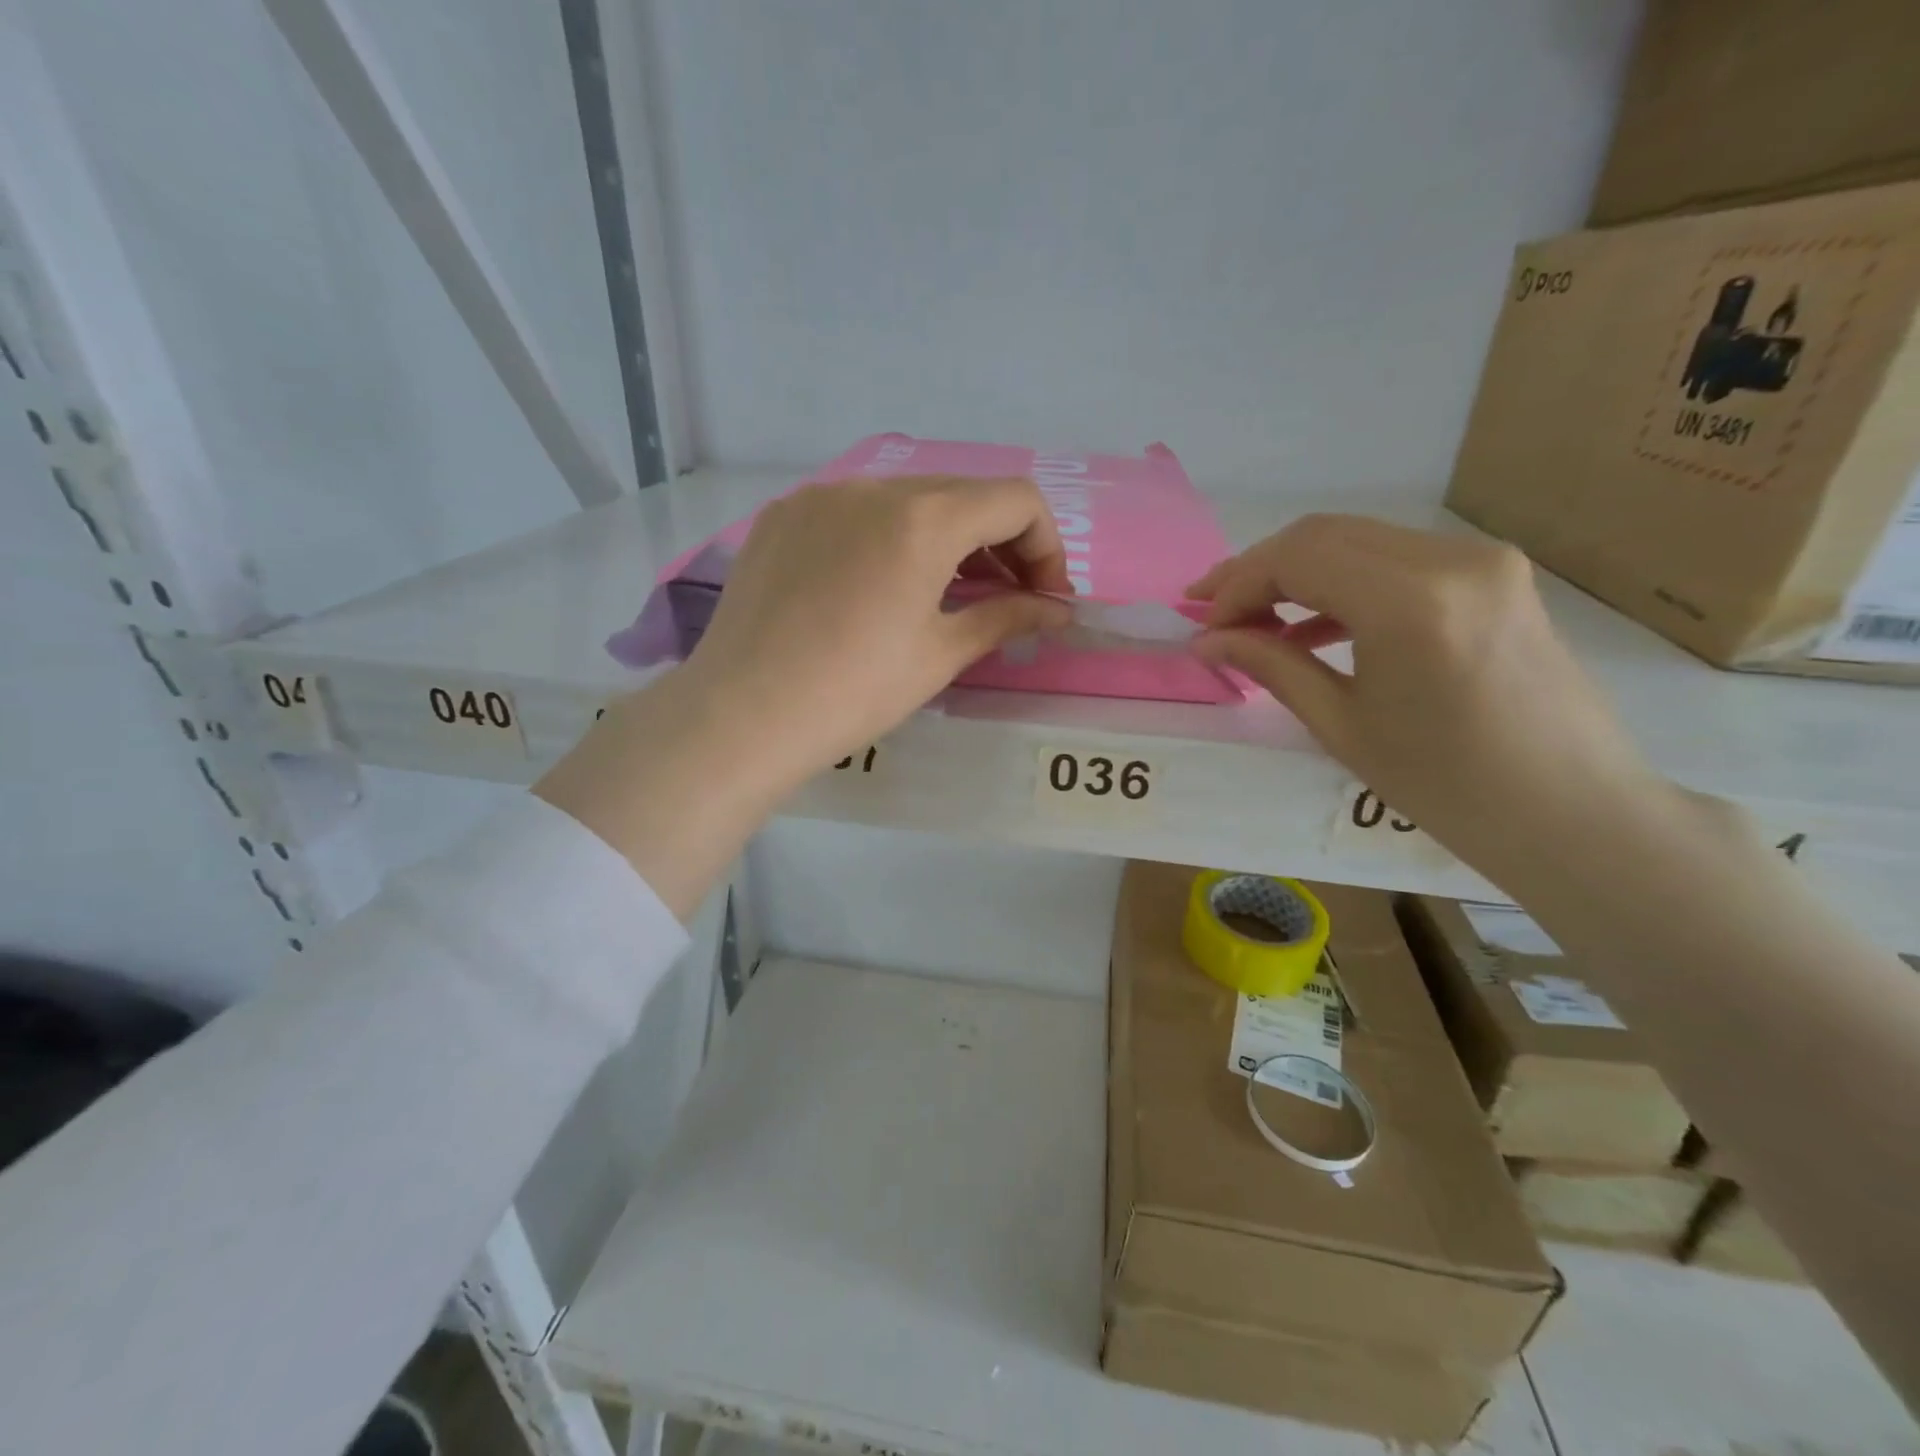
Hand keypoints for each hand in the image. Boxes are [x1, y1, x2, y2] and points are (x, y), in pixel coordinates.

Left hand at [686, 474, 1072, 778]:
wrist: (743, 713)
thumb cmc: (855, 690)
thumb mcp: (940, 655)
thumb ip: (1007, 618)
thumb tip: (1058, 611)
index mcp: (923, 518)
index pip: (1016, 501)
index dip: (1046, 546)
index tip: (1043, 597)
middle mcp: (873, 486)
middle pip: (963, 494)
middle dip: (1000, 542)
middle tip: (1005, 597)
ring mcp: (820, 496)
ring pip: (907, 500)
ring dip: (944, 537)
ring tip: (945, 591)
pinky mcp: (782, 516)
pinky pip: (855, 512)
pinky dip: (888, 537)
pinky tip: (876, 586)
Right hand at [1188, 514, 1661, 882]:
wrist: (1572, 812)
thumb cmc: (1447, 786)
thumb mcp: (1342, 726)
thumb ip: (1271, 665)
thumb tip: (1207, 640)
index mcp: (1410, 603)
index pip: (1297, 558)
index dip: (1237, 585)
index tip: (1204, 624)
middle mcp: (1450, 559)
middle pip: (1323, 535)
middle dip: (1259, 570)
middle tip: (1215, 612)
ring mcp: (1480, 560)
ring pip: (1358, 540)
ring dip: (1298, 573)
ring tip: (1254, 619)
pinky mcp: (1493, 573)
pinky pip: (1396, 559)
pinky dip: (1345, 581)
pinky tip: (1312, 623)